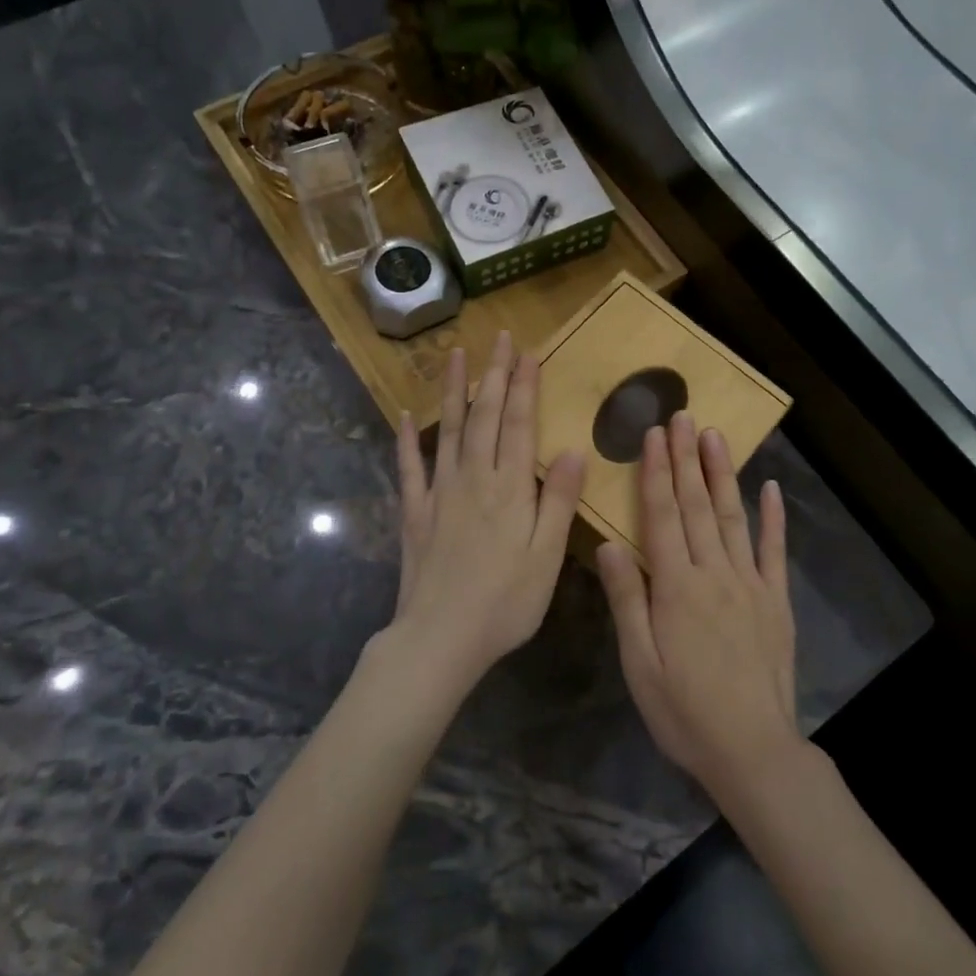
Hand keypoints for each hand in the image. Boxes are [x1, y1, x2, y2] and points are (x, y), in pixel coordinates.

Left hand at [389, 332, 586, 696]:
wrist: (440, 638)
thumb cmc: (505, 602)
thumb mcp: (547, 556)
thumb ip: (557, 500)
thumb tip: (572, 450)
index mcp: (508, 488)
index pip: (517, 424)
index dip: (523, 386)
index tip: (526, 352)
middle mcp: (472, 479)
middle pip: (483, 416)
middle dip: (493, 375)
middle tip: (498, 338)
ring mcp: (439, 493)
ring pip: (447, 430)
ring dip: (453, 391)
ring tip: (454, 355)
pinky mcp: (415, 513)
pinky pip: (409, 468)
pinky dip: (406, 440)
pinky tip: (403, 416)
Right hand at [597, 412, 800, 797]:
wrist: (752, 750)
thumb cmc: (684, 711)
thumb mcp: (640, 663)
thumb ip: (627, 599)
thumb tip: (609, 542)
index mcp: (676, 587)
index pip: (662, 516)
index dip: (656, 472)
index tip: (654, 435)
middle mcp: (714, 573)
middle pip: (697, 506)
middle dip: (687, 459)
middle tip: (684, 417)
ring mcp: (750, 584)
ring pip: (734, 517)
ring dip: (722, 474)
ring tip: (716, 436)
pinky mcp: (777, 601)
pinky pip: (774, 551)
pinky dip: (774, 518)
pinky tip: (771, 488)